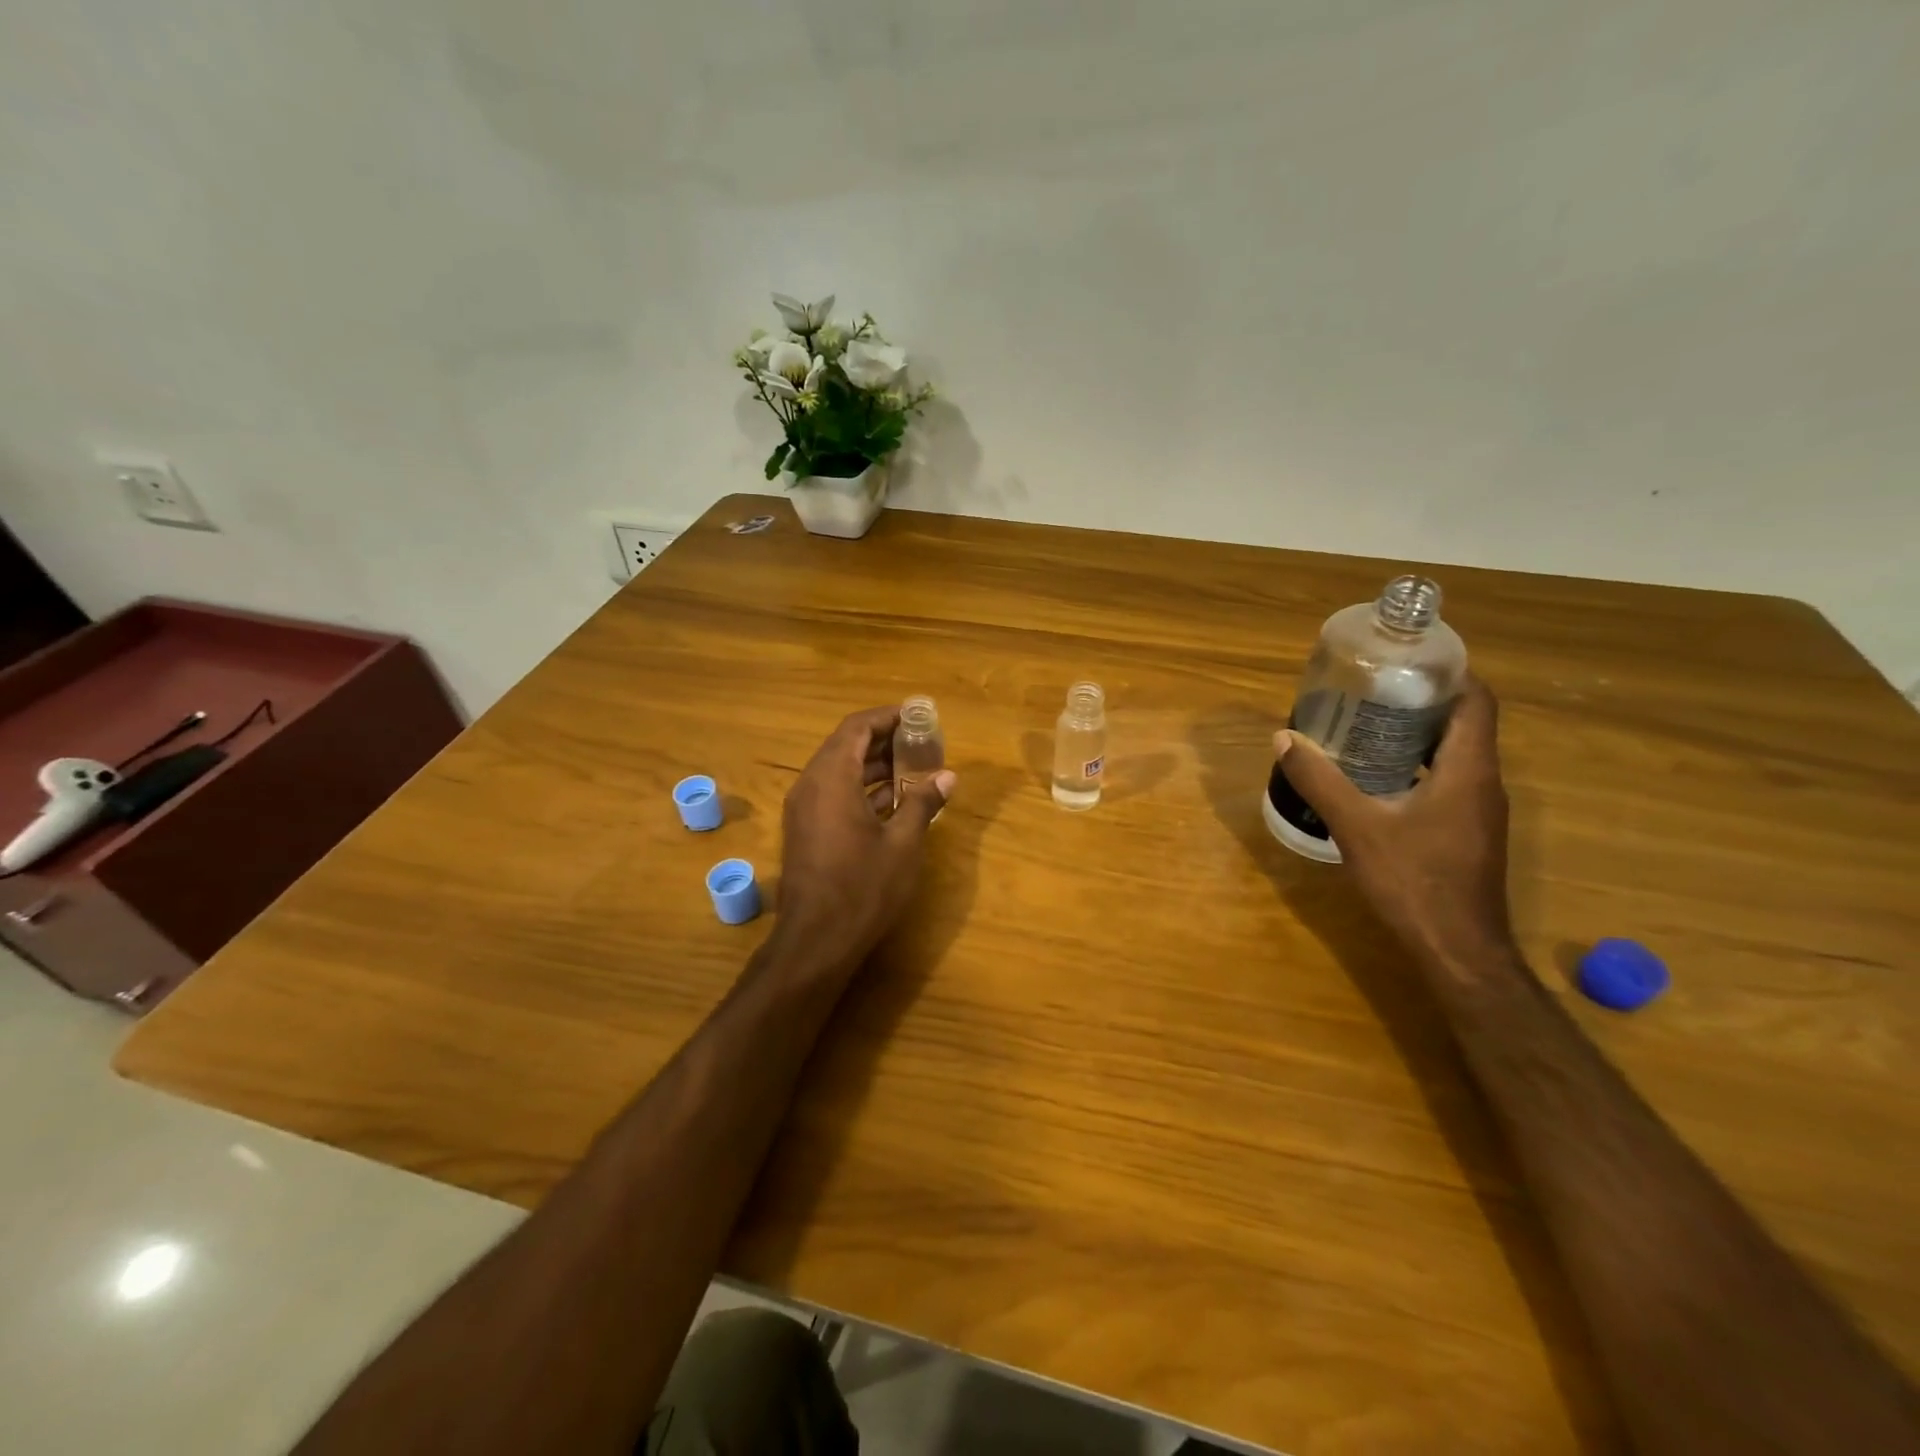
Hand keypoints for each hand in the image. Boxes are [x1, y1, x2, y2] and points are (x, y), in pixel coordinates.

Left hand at [774, 706, 955, 973]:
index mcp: (831, 778)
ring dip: (874, 766)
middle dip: (884, 741)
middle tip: (921, 742)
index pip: (856, 727)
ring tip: (914, 769)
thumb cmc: (863, 887)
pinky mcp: (805, 830)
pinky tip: (893, 801)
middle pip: (846, 745)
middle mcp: (810, 785)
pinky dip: (861, 789)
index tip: (918, 716)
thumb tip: (947, 776)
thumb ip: (923, 803)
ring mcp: (804, 809)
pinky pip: (833, 793)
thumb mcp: (903, 843)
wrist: (816, 940)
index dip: (887, 717)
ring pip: (839, 771)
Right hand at [1273, 676, 1514, 977]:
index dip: (1449, 674)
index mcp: (1469, 770)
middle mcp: (1484, 783)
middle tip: (1370, 692)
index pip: (1477, 701)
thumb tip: (1284, 738)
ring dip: (1418, 737)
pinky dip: (1418, 768)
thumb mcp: (1357, 827)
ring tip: (1366, 728)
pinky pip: (1448, 782)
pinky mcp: (1470, 833)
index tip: (1406, 663)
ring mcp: (1480, 811)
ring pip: (1455, 755)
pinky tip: (1377, 779)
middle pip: (1463, 724)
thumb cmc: (1414, 881)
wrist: (1458, 950)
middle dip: (1420, 702)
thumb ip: (1320, 780)